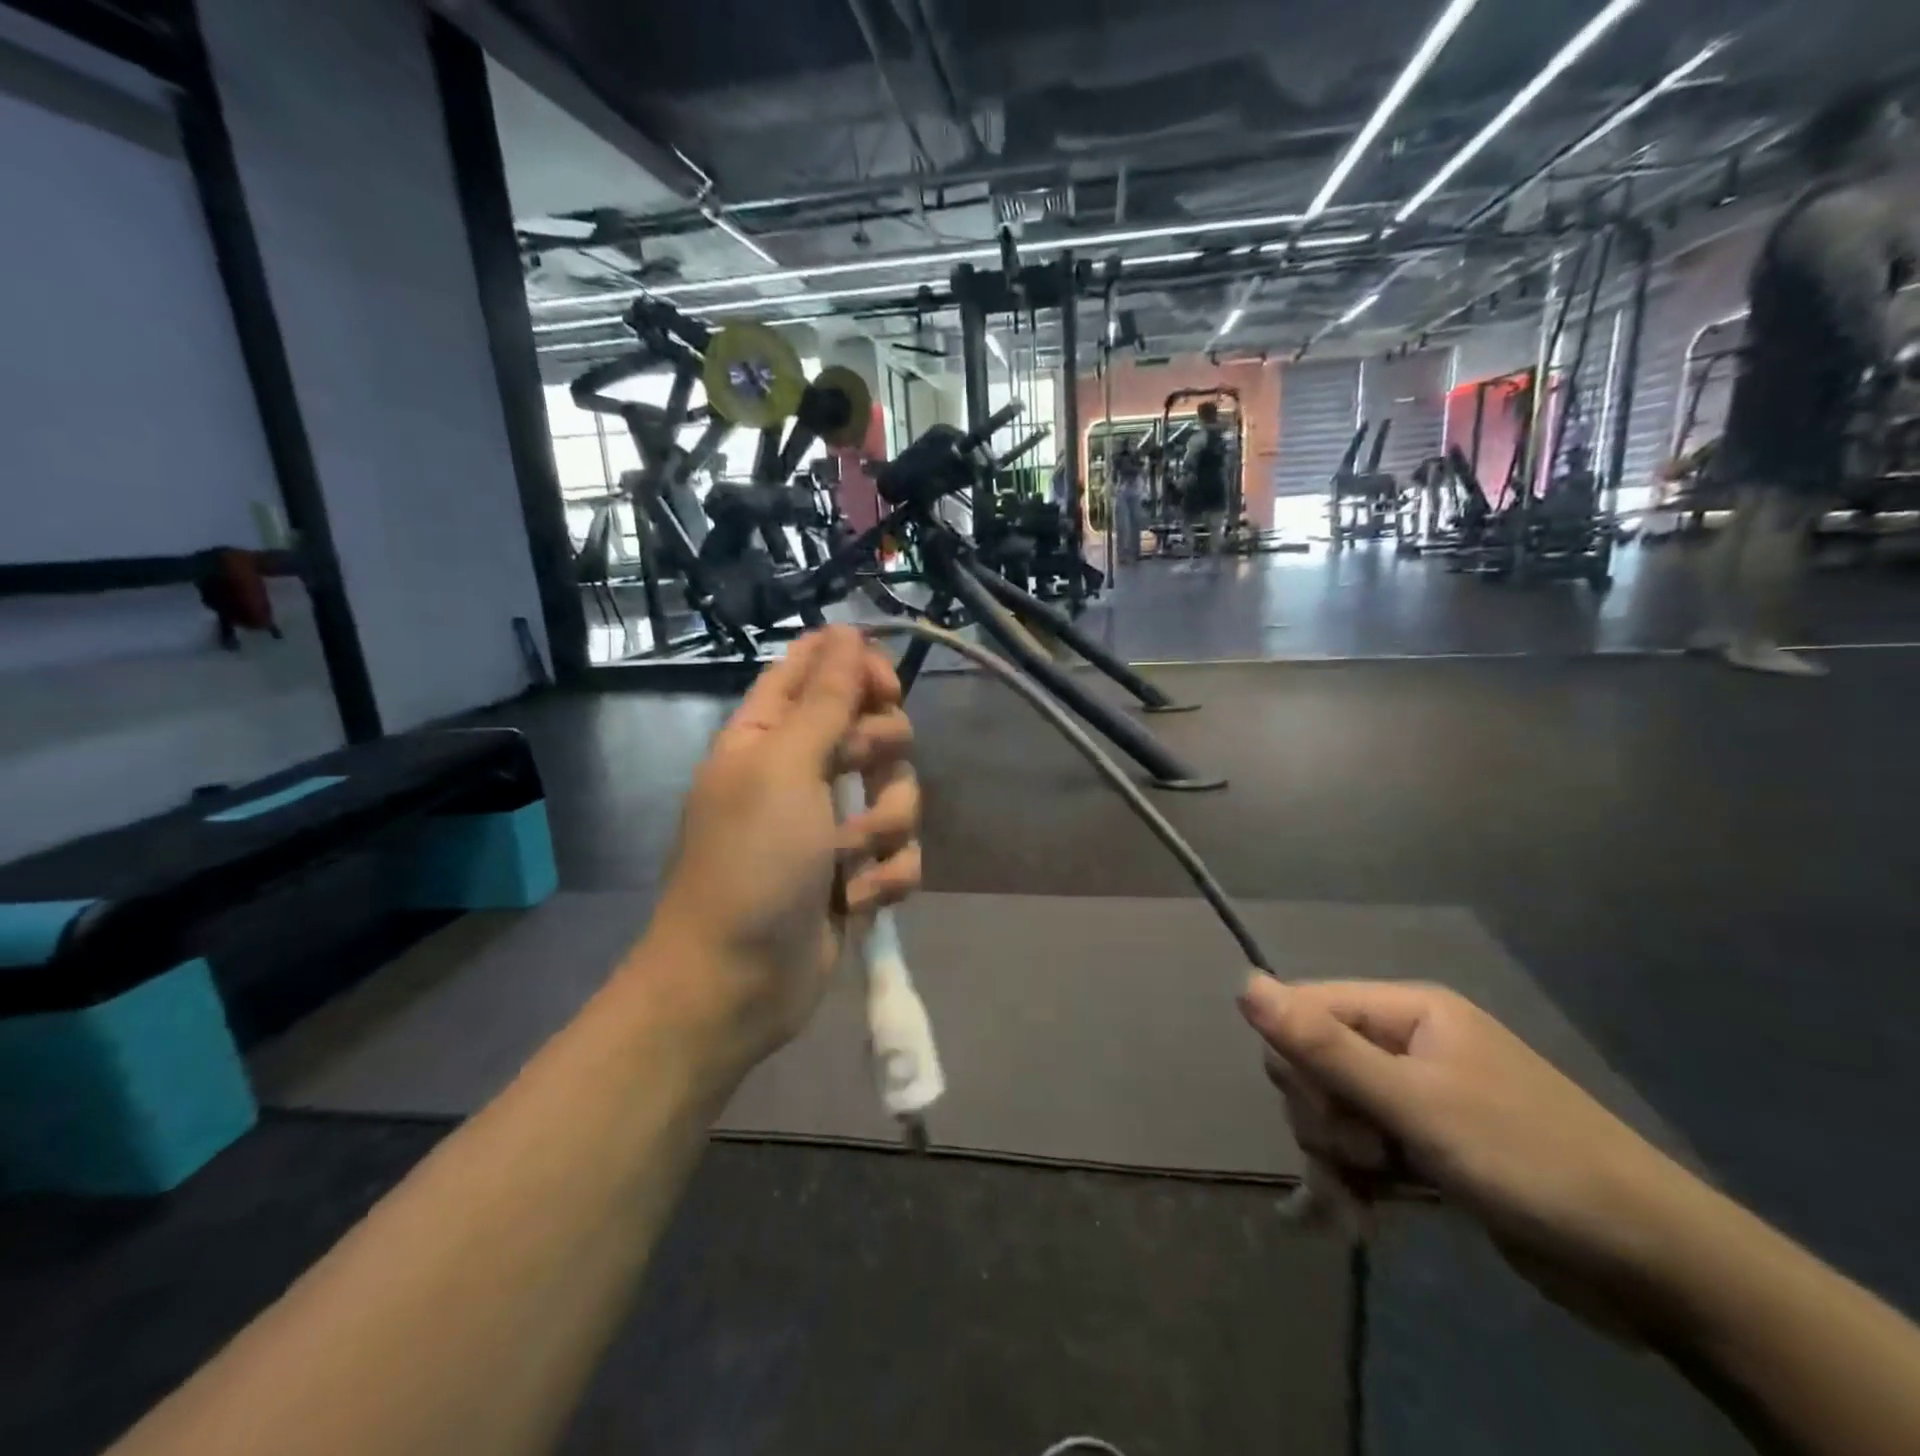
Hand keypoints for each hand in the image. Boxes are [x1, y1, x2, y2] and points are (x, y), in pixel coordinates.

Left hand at [643, 627, 919, 1070]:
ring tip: (849, 859)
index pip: (819, 667)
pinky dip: (888, 877)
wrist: (736, 982)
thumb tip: (846, 630)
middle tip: (855, 774)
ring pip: (899, 791)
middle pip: (873, 725)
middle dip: (879, 752)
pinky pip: (902, 854)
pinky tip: (859, 900)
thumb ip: (825, 699)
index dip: (858, 666)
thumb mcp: (785, 768)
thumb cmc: (750, 863)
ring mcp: (833, 825)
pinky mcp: (857, 873)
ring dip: (884, 826)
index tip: (884, 690)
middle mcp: (804, 770)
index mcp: (771, 733)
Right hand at [1240, 978, 1706, 1338]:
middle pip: (1314, 1064)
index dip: (1299, 1061)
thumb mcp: (1416, 1103)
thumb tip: (1243, 983)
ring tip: (1363, 1209)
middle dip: (1324, 1120)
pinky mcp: (1426, 1149)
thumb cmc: (1528, 1161)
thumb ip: (1323, 1046)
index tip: (1329, 1115)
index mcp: (1406, 1011)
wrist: (1656, 1267)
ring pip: (1333, 1113)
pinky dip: (1351, 1186)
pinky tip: (1342, 1222)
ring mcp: (1417, 1098)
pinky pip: (1362, 1152)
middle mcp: (1406, 1044)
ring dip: (1336, 1163)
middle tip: (1366, 1161)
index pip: (1306, 1009)